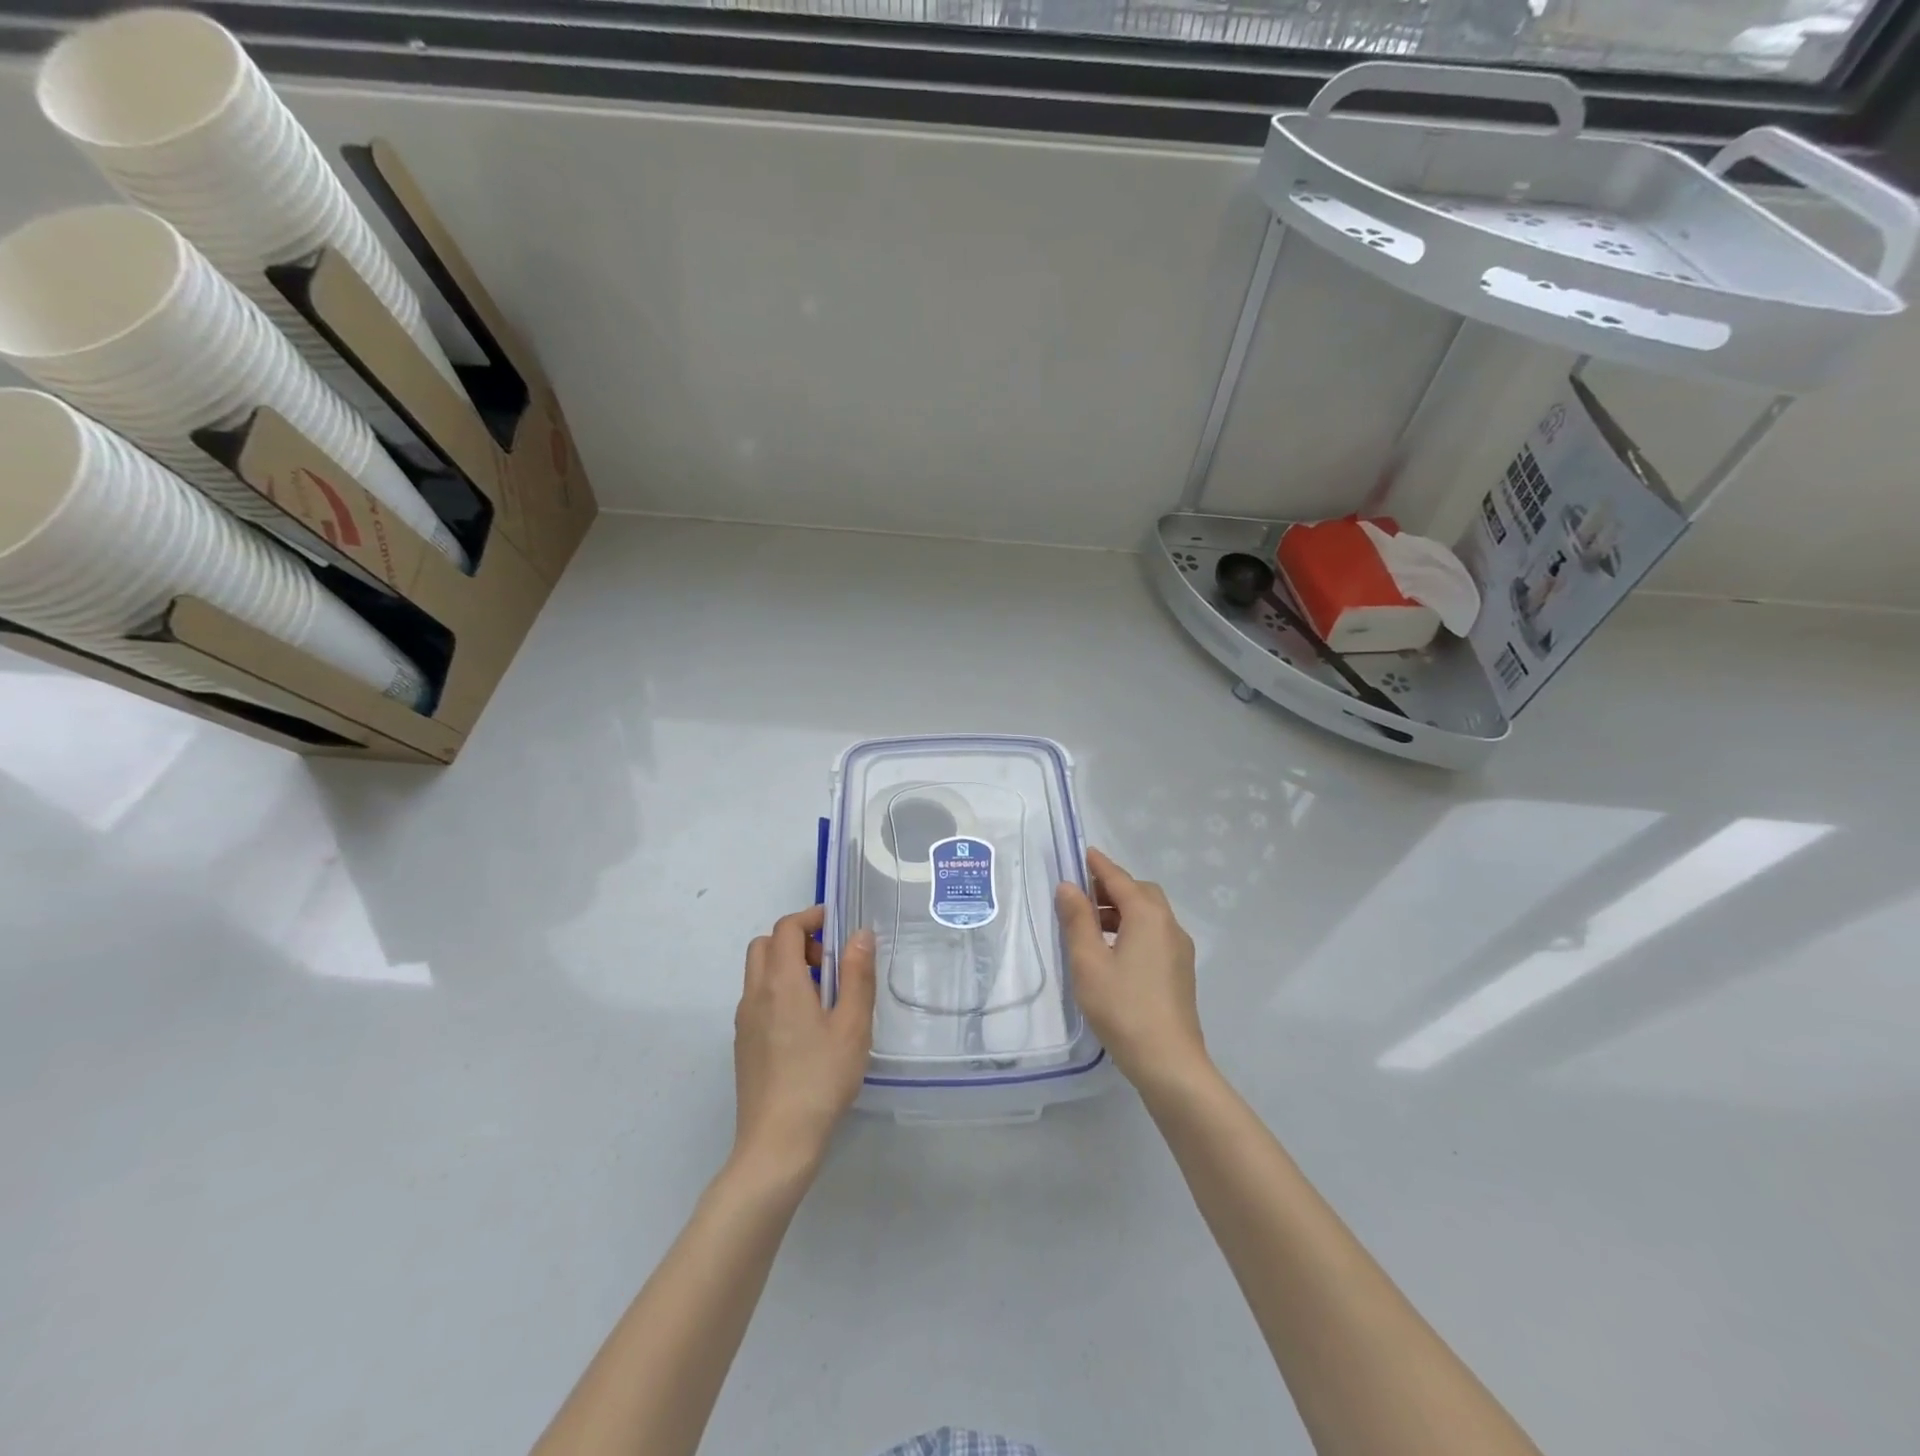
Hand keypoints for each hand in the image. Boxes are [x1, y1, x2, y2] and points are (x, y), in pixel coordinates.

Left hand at [731, 906, 876, 1179]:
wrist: (777, 1143)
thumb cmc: (821, 1079)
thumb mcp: (852, 1025)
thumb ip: (857, 974)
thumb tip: (859, 934)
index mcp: (780, 982)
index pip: (786, 928)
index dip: (810, 918)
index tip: (837, 926)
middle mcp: (755, 994)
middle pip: (765, 945)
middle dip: (796, 940)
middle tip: (829, 961)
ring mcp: (744, 1021)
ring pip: (758, 973)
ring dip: (786, 965)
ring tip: (824, 995)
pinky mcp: (743, 1044)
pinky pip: (758, 999)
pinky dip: (778, 991)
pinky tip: (806, 1026)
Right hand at [1056, 848, 1206, 1089]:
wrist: (1169, 1062)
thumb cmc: (1122, 1007)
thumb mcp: (1088, 962)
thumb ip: (1077, 920)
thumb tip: (1069, 887)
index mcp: (1148, 916)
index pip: (1119, 879)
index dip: (1099, 865)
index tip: (1083, 853)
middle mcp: (1169, 925)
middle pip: (1140, 893)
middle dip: (1112, 887)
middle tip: (1083, 894)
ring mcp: (1179, 950)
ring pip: (1150, 915)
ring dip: (1122, 910)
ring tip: (1091, 924)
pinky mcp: (1180, 971)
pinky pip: (1155, 934)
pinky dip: (1133, 928)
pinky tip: (1113, 951)